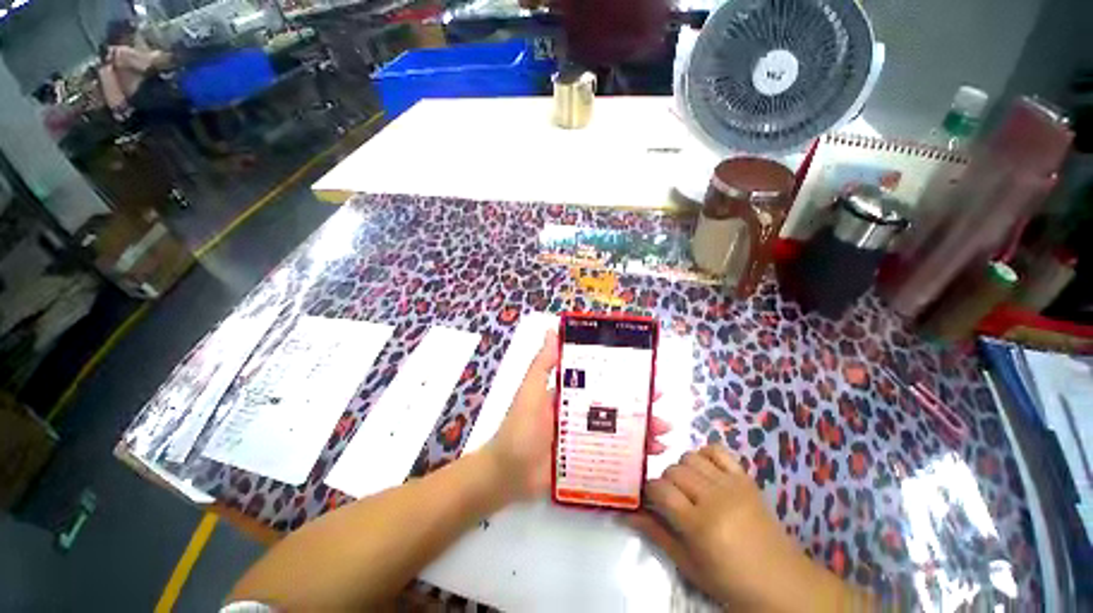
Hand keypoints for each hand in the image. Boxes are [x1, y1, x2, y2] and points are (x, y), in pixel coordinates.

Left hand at [484, 329, 670, 501]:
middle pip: (616, 407)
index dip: (624, 378)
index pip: (601, 381)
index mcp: (569, 394)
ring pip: (620, 431)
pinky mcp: (587, 461)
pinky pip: (615, 456)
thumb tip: (553, 330)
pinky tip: (652, 459)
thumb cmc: (520, 428)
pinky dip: (634, 457)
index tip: (647, 375)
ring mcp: (585, 439)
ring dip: (643, 431)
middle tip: (663, 407)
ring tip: (664, 436)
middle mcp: (580, 413)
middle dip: (641, 407)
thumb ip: (543, 364)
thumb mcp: (530, 391)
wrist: (507, 474)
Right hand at [630, 445, 862, 611]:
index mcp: (700, 525)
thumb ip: (656, 535)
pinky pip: (718, 450)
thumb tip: (626, 515)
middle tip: (670, 498)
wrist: (782, 583)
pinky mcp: (746, 479)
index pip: (660, 490)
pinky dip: (704, 454)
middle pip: (673, 470)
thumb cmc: (731, 582)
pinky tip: (703, 470)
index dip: (649, 491)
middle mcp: (715, 498)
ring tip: (687, 487)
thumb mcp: (689, 565)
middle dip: (665, 481)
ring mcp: (733, 485)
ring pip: (690, 457)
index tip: (650, 500)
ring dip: (682, 468)